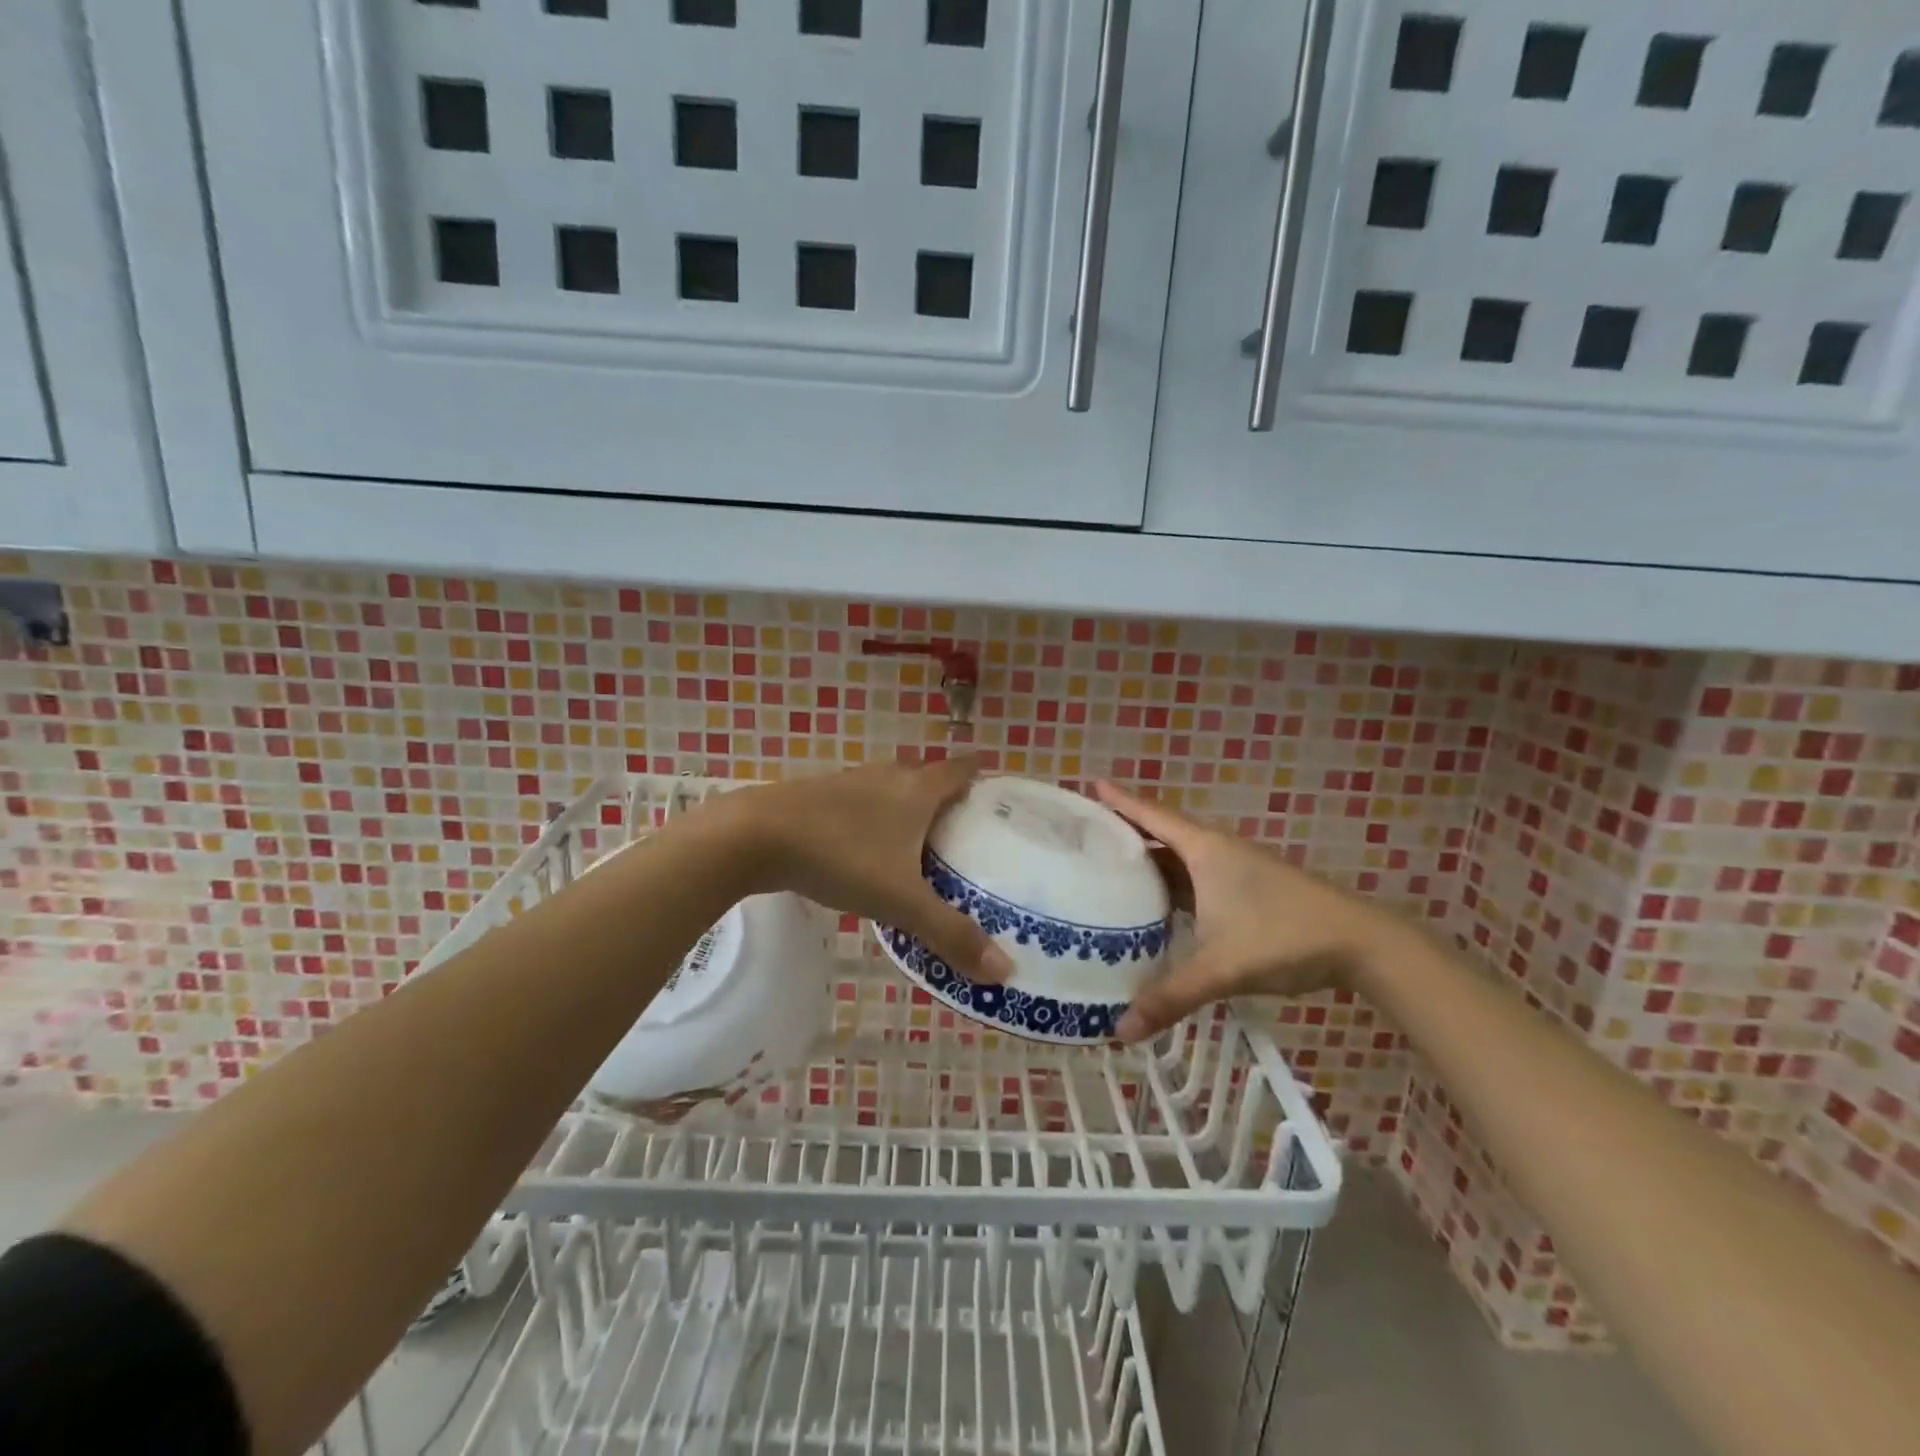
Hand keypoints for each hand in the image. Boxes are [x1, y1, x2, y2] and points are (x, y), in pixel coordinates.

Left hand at [710, 758, 1014, 982]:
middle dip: (949, 800)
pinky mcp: (818, 798)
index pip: (961, 769)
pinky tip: (869, 852)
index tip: (1000, 791)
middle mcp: (887, 777)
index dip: (983, 774)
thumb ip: (950, 934)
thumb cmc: (840, 857)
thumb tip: (1005, 972)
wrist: (754, 836)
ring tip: (924, 847)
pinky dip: (876, 822)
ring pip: (892, 791)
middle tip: (969, 834)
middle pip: (928, 779)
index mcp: (916, 789)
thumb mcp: (900, 901)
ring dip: (909, 811)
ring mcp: (849, 784)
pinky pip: (862, 805)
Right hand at [1095, 781, 1383, 1041]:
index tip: (1089, 785)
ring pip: (1180, 860)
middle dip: (1124, 835)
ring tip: (1108, 873)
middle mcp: (1216, 851)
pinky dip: (1171, 886)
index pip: (1151, 815)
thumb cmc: (1283, 936)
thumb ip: (1170, 997)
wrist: (1360, 943)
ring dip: (1149, 863)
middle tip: (1083, 840)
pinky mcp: (1247, 890)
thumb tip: (1120, 1031)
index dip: (1119, 801)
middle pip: (1160, 835)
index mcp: (1204, 850)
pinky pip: (1195, 878)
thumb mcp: (1221, 968)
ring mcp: (1234, 870)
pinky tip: (1157, 907)